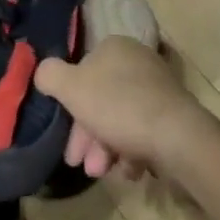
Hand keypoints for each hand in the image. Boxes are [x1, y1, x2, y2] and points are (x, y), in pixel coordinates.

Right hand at [33, 37, 204, 180]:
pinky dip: (132, 151)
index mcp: (114, 47)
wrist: (176, 136)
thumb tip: (43, 72)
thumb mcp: (72, 88)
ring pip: (120, 120)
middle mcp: (137, 61)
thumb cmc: (118, 106)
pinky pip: (143, 131)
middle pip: (101, 101)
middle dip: (88, 137)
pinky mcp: (172, 114)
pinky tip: (130, 170)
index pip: (83, 73)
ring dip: (107, 149)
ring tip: (106, 173)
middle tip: (83, 165)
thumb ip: (50, 75)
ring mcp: (157, 88)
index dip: (70, 108)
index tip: (66, 138)